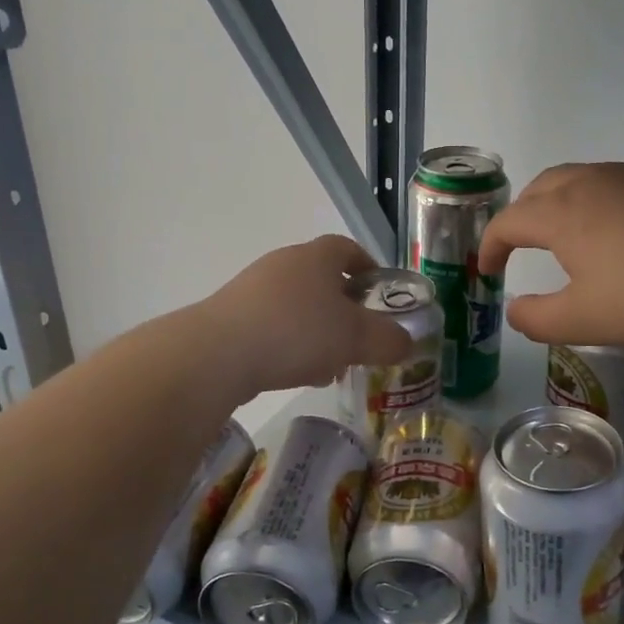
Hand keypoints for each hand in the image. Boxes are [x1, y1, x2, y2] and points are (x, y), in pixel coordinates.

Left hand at [199, 235, 413, 394]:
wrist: (218, 353)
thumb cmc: (297, 332)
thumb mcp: (355, 338)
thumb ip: (387, 339)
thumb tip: (406, 342)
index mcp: (316, 258)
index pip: (347, 249)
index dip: (368, 267)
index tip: (381, 292)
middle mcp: (283, 265)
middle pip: (323, 280)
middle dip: (345, 310)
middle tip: (360, 338)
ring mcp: (253, 290)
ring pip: (298, 307)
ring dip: (318, 332)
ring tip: (331, 366)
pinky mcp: (232, 318)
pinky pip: (274, 327)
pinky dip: (291, 345)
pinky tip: (297, 374)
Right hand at [479, 163, 623, 346]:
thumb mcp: (584, 320)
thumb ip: (537, 319)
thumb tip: (515, 309)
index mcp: (561, 213)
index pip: (508, 221)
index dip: (490, 246)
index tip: (488, 270)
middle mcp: (591, 182)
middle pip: (540, 188)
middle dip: (522, 216)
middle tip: (522, 245)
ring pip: (581, 179)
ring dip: (561, 204)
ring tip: (571, 236)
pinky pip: (619, 183)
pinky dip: (602, 202)